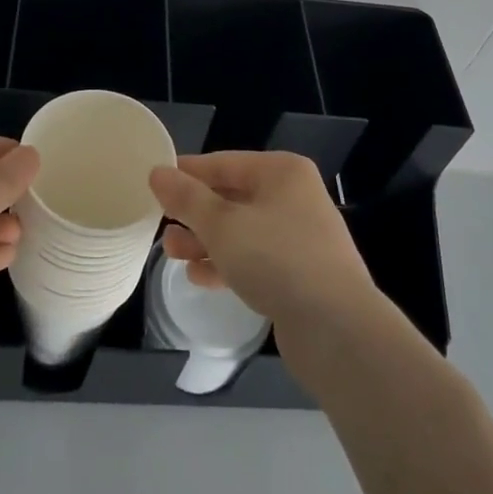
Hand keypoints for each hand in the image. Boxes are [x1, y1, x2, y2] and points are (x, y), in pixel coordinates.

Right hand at [148, 151, 375, 339]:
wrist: (338, 329)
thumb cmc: (277, 259)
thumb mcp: (222, 225)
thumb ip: (187, 198)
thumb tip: (158, 172)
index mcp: (281, 172)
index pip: (223, 163)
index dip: (187, 173)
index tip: (154, 185)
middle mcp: (293, 197)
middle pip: (232, 197)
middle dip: (195, 213)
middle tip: (159, 224)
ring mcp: (300, 236)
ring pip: (242, 230)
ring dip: (206, 240)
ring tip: (170, 253)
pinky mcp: (300, 274)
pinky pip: (255, 259)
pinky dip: (227, 263)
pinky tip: (199, 277)